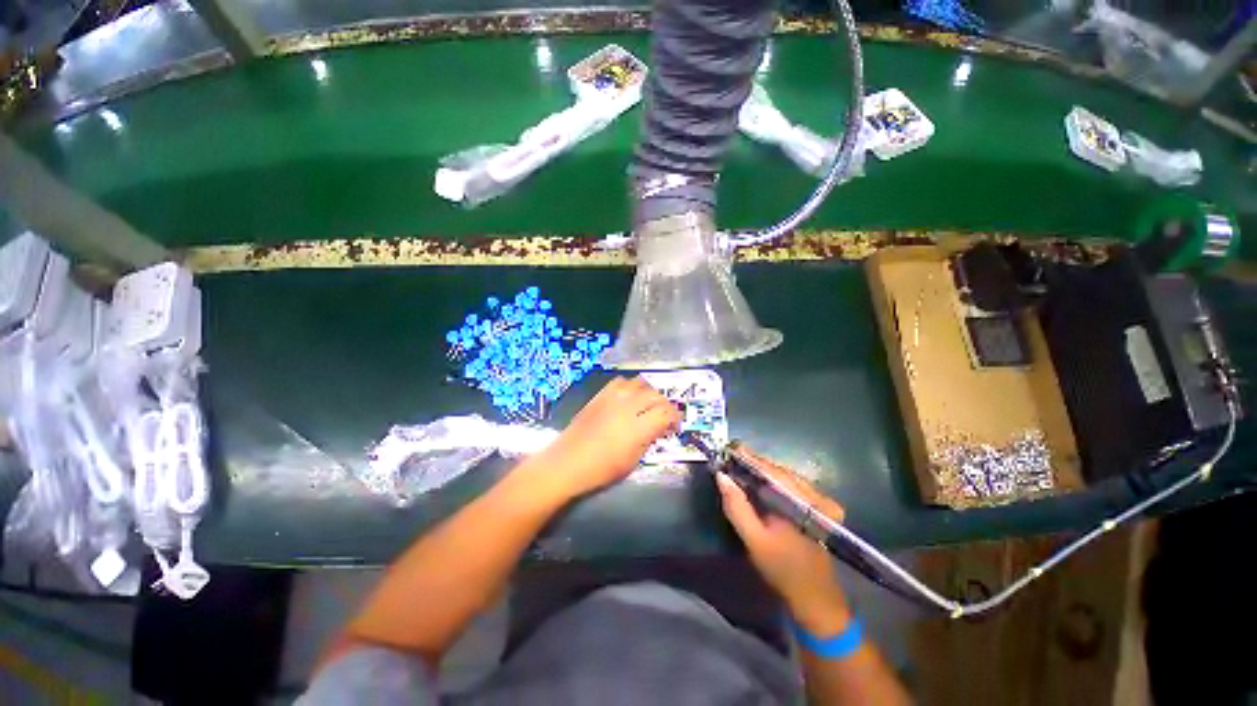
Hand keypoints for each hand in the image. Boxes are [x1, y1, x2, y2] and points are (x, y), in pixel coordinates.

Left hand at [524, 377, 680, 500]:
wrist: (567, 462)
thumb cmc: (601, 470)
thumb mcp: (632, 460)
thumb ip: (648, 440)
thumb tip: (657, 428)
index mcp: (638, 427)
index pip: (666, 413)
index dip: (675, 418)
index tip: (675, 425)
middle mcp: (628, 407)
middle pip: (655, 395)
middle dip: (665, 404)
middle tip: (664, 415)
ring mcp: (612, 398)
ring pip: (639, 383)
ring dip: (649, 391)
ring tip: (648, 403)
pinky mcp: (600, 395)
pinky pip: (620, 382)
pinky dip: (629, 386)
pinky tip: (628, 396)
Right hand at [717, 451, 851, 633]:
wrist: (815, 596)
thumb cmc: (783, 569)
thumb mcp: (754, 540)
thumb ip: (737, 507)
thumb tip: (721, 476)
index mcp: (800, 501)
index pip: (771, 470)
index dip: (749, 458)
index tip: (730, 448)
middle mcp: (812, 495)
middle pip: (778, 470)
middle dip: (755, 462)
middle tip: (732, 457)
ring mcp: (817, 500)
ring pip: (785, 475)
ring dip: (763, 470)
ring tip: (741, 466)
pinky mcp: (816, 506)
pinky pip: (790, 484)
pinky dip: (773, 480)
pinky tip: (759, 482)